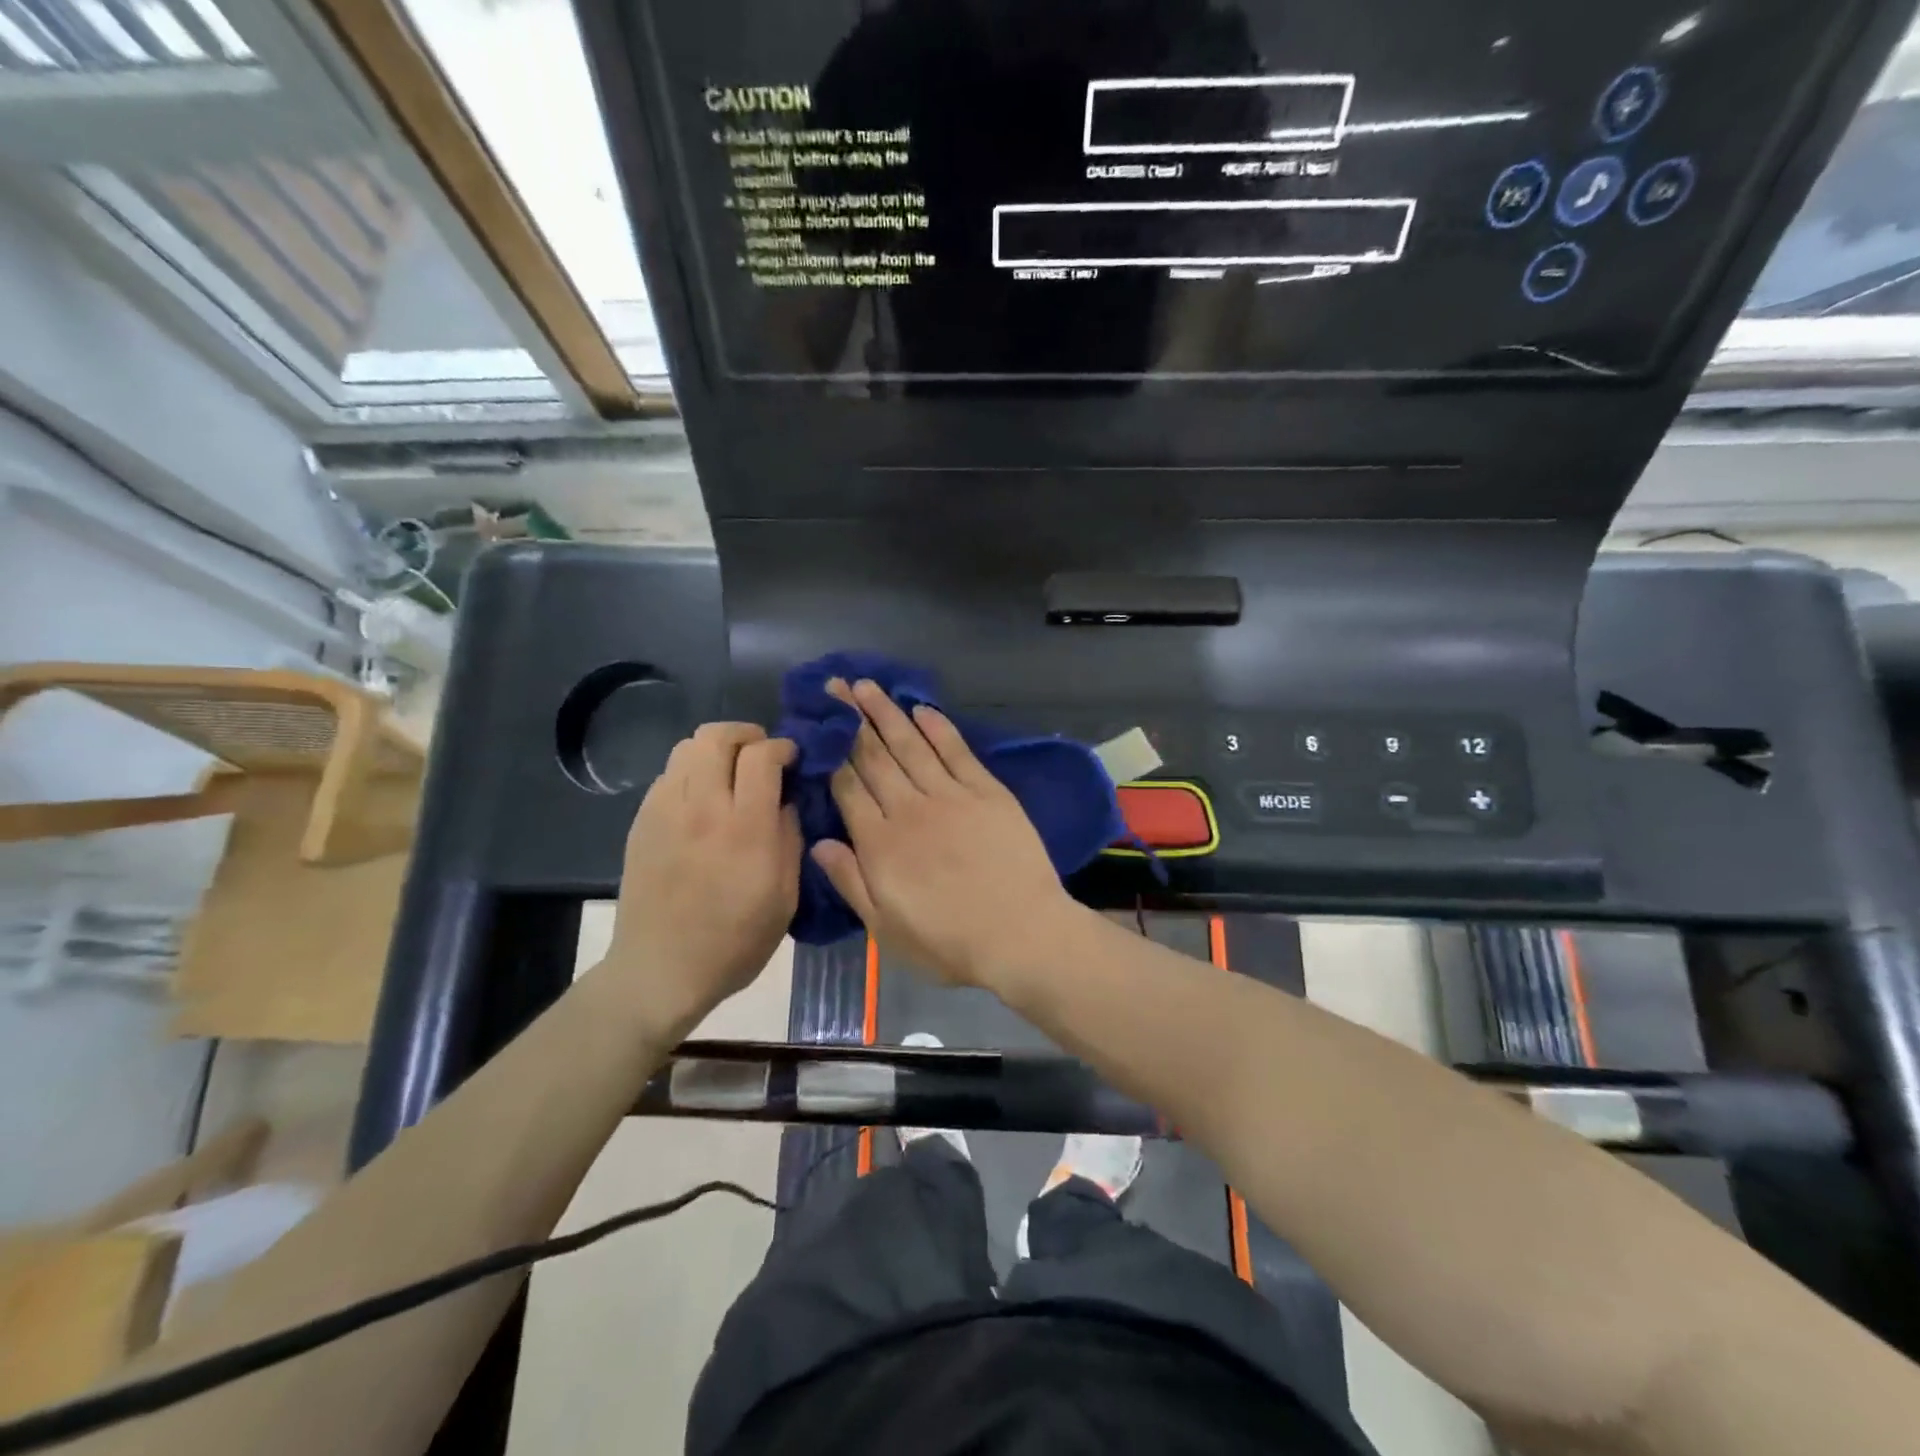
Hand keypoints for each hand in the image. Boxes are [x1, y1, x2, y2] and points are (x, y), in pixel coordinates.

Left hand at [603, 722, 800, 1039]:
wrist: (660, 970)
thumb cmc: (735, 941)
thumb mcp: (785, 896)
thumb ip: (790, 837)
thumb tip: (787, 800)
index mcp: (745, 828)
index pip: (762, 755)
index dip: (782, 747)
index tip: (793, 760)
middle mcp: (703, 808)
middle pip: (718, 736)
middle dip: (748, 735)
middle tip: (762, 757)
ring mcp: (665, 811)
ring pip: (688, 746)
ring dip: (716, 749)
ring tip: (731, 773)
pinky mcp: (642, 821)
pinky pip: (669, 774)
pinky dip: (692, 771)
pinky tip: (703, 800)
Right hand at [811, 679, 1082, 987]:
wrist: (1021, 935)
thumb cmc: (948, 942)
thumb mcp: (885, 929)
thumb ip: (850, 882)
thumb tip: (816, 842)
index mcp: (880, 844)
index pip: (848, 788)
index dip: (831, 755)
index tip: (819, 727)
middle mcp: (909, 809)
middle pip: (874, 757)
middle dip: (851, 721)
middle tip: (834, 686)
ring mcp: (950, 796)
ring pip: (910, 745)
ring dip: (886, 714)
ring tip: (866, 686)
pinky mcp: (987, 792)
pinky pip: (957, 752)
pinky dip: (938, 728)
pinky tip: (921, 709)